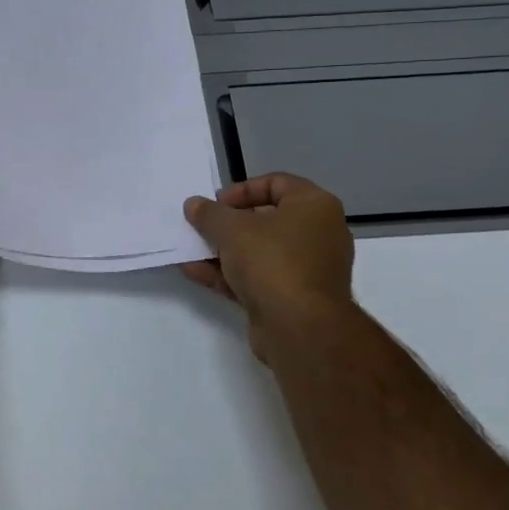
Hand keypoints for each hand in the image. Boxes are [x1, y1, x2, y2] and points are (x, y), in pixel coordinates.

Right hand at [180, 173, 354, 359]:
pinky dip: (229, 273)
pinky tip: (195, 271)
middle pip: (266, 219)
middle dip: (228, 223)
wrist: (300, 326)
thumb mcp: (231, 228)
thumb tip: (194, 205)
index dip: (241, 190)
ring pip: (259, 251)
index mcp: (314, 206)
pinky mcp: (293, 297)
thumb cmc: (271, 260)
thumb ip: (209, 213)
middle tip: (202, 227)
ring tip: (190, 250)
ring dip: (223, 250)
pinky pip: (257, 277)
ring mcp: (307, 269)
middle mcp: (318, 234)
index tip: (216, 204)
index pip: (276, 183)